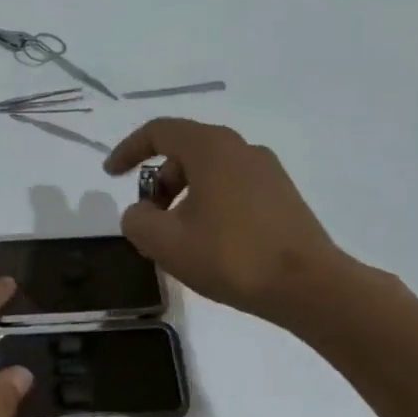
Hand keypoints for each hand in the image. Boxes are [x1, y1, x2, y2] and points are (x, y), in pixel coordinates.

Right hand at [104, 118, 353, 324]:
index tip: (110, 175)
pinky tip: (208, 243)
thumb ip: (137, 221)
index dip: (128, 150)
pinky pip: (231, 189)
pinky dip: (208, 206)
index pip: (159, 131)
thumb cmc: (230, 256)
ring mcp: (267, 172)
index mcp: (211, 149)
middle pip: (185, 153)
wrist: (307, 285)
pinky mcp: (282, 196)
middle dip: (157, 183)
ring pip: (209, 173)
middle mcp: (241, 149)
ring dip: (182, 197)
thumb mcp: (165, 242)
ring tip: (176, 239)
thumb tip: (140, 213)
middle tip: (147, 220)